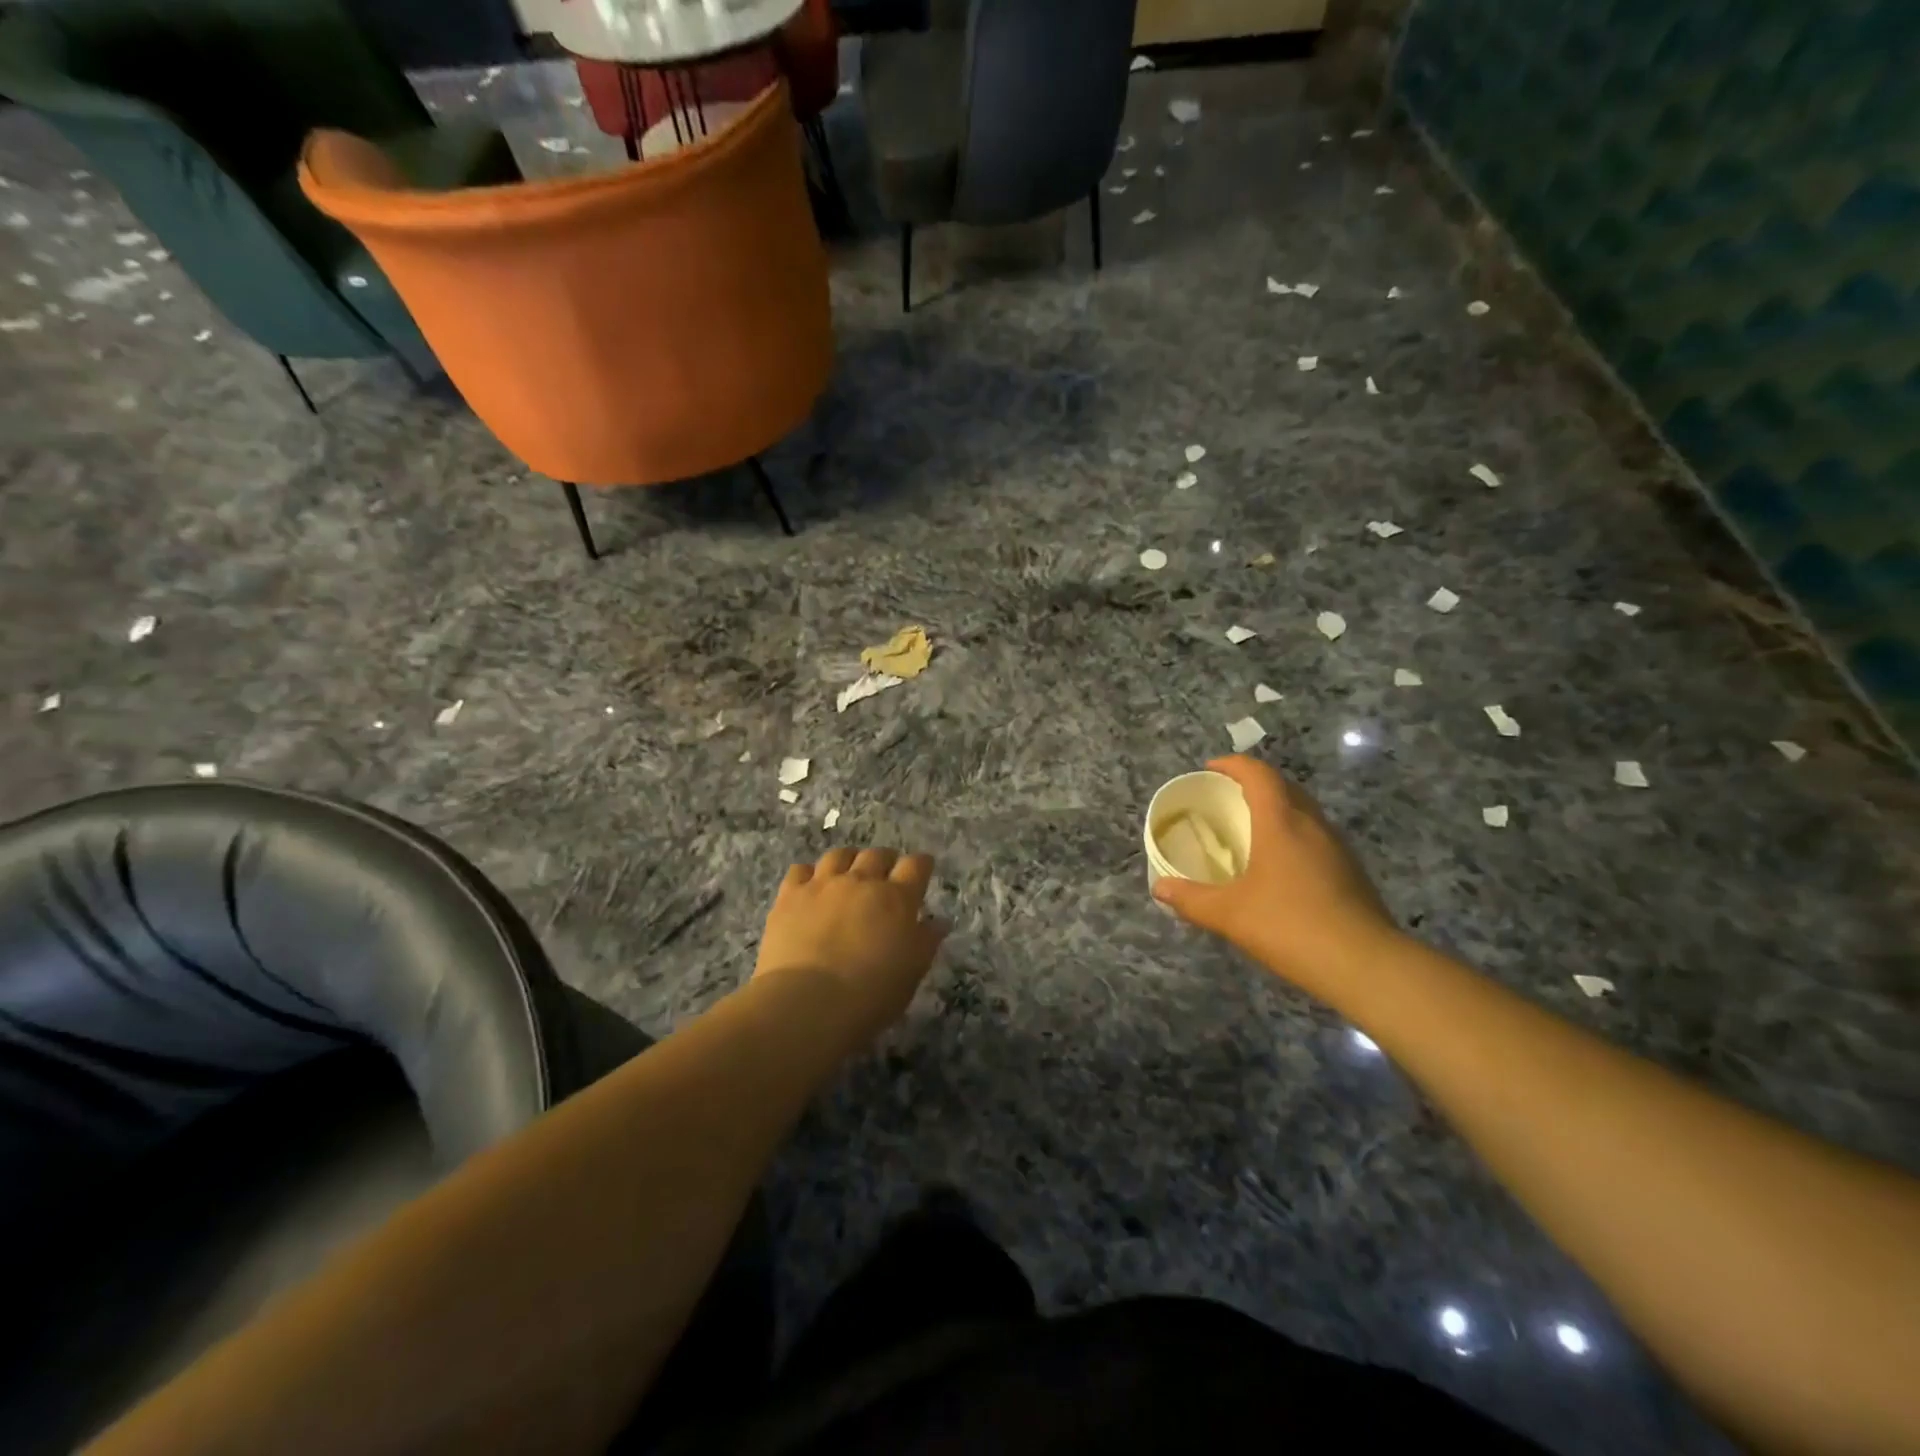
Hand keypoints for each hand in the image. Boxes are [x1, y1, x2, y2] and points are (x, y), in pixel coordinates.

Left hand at [754, 848, 949, 1052]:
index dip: (921, 864)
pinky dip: (809, 874)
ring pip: (839, 855)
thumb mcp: (911, 973)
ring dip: (849, 861)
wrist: (807, 1002)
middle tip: (885, 875)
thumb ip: (926, 942)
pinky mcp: (790, 895)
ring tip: (848, 874)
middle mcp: (861, 881)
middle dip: (885, 860)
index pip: (916, 866)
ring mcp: (823, 885)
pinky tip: (810, 887)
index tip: (922, 869)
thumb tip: (938, 922)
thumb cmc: (870, 995)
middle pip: (877, 855)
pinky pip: (800, 870)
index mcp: (897, 899)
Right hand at [1153, 756, 1397, 988]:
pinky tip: (1280, 867)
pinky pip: (1315, 837)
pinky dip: (1293, 836)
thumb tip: (1160, 888)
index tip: (1210, 769)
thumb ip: (1191, 899)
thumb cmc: (1290, 926)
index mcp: (1281, 822)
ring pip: (1304, 812)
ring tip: (1250, 830)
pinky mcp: (1351, 871)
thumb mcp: (1229, 914)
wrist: (1365, 965)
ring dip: (1277, 810)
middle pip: (1284, 787)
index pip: (1258, 775)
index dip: (1233, 765)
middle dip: (1254, 784)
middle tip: (1227, 798)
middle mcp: (1312, 825)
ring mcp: (1337, 847)